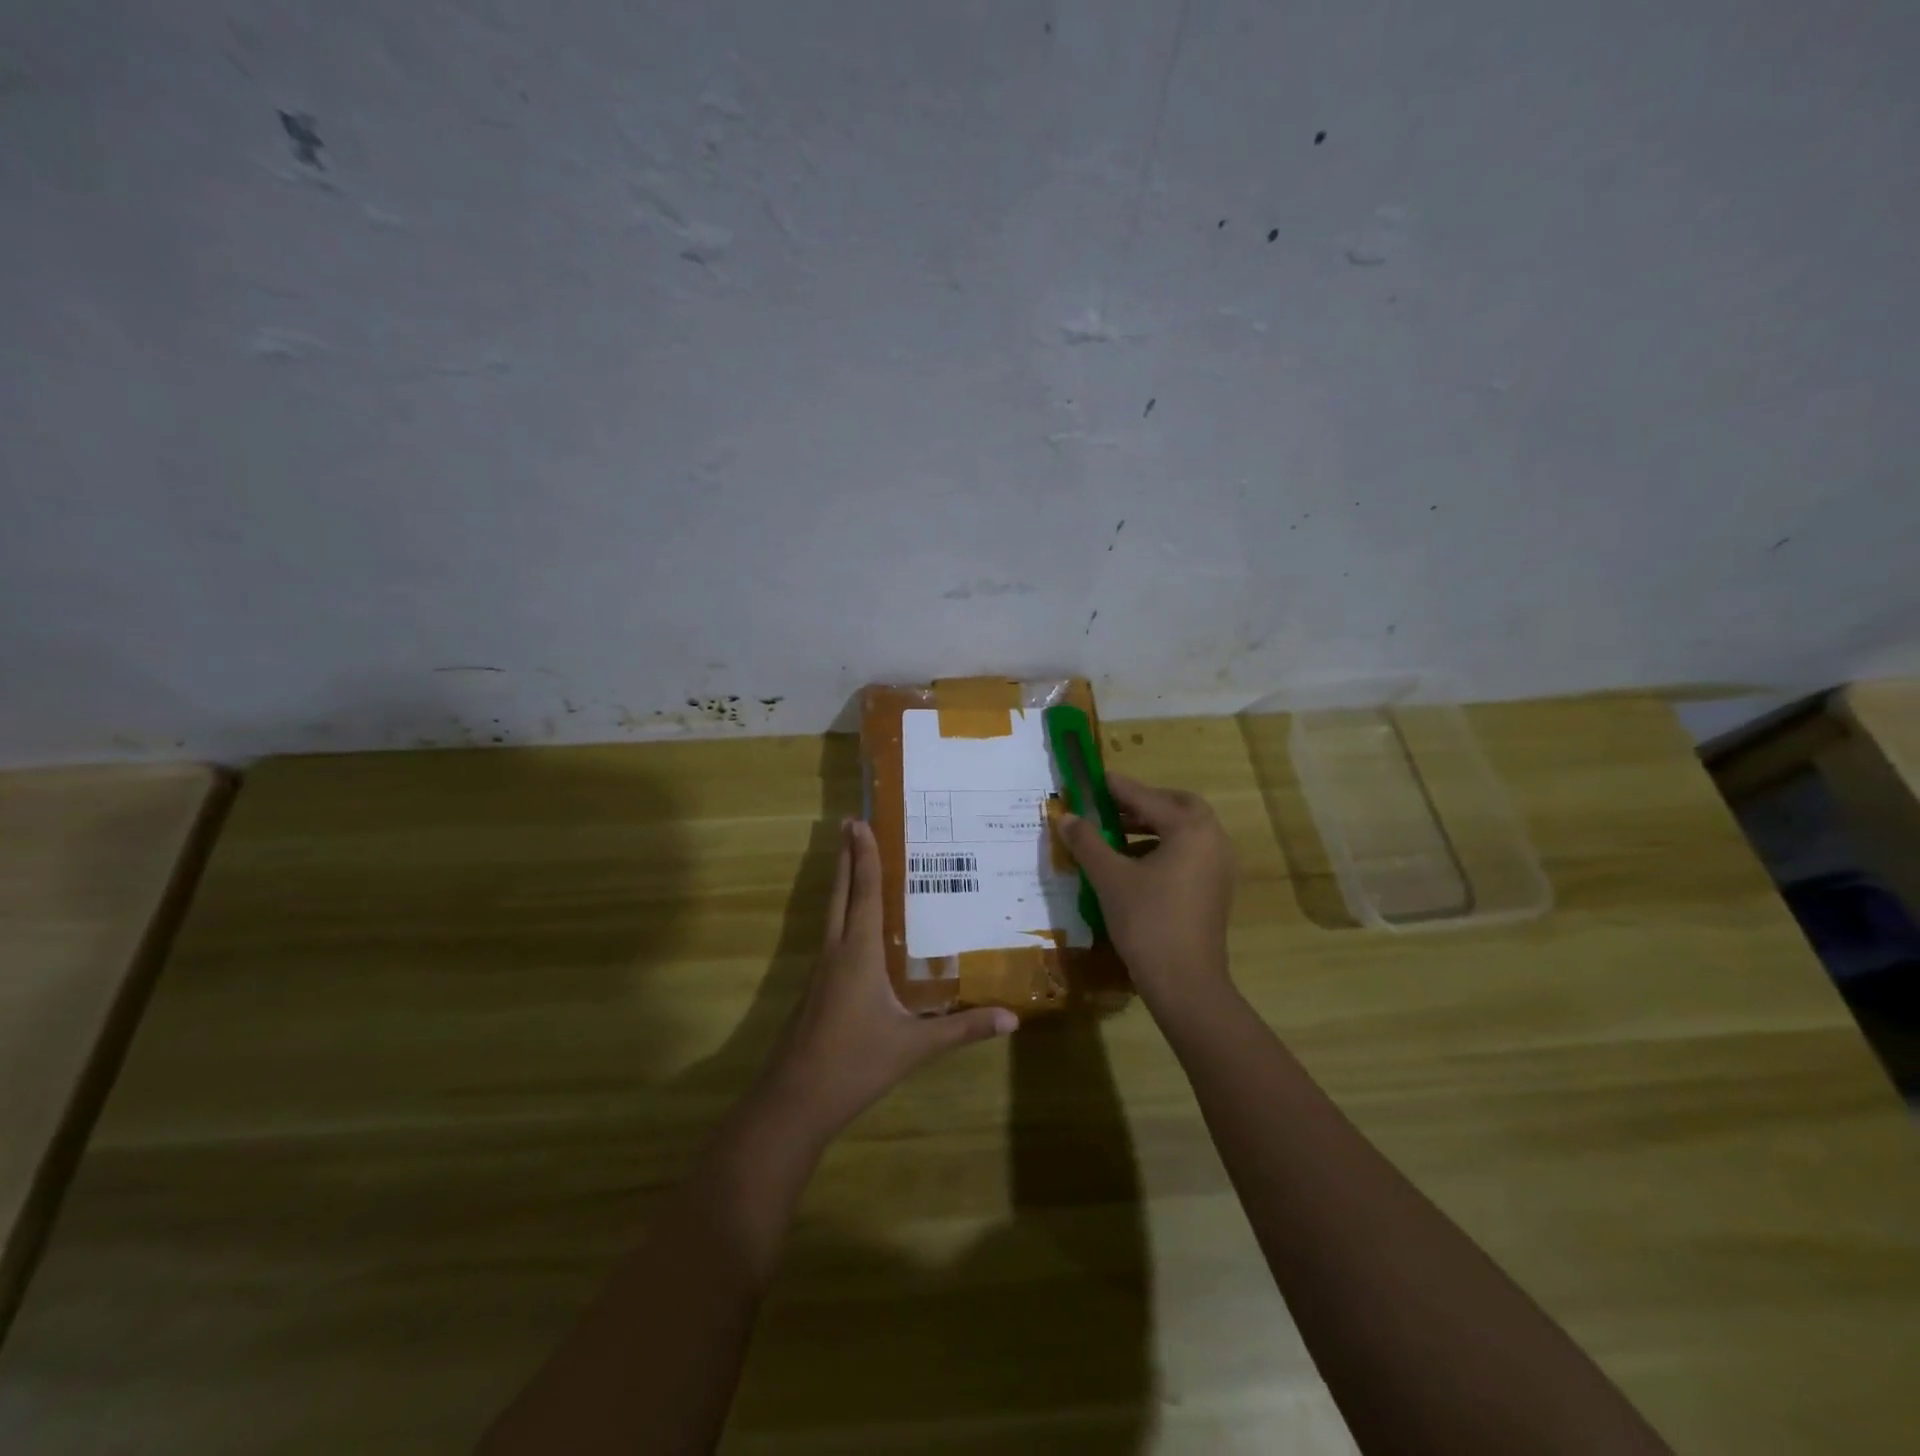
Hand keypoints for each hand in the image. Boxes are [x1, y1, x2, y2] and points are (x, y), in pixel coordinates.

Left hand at [757, 818, 1015, 1144]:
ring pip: (830, 912)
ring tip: (849, 858)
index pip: (864, 893)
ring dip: (840, 881)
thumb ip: (963, 1030)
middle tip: (849, 823)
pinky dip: (840, 912)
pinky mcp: (815, 989)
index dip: (863, 856)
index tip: (859, 822)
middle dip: (845, 856)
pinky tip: (851, 925)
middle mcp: (836, 952)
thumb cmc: (855, 1064)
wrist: (794, 1101)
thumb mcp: (915, 1047)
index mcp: (859, 954)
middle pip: (839, 893)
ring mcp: (821, 971)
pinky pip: (831, 935)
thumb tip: (1012, 1018)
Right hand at [1055, 774, 1236, 1010]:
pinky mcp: (1215, 889)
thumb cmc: (1147, 922)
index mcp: (1190, 829)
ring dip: (1153, 825)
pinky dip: (1164, 847)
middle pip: (1179, 806)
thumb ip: (1088, 842)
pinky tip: (1134, 864)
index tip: (1094, 779)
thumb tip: (1066, 817)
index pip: (1148, 797)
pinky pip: (1190, 852)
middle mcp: (1212, 840)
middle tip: (1112, 806)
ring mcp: (1218, 866)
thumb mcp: (1109, 878)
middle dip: (1145, 802)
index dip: (1117, 788)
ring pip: (1186, 830)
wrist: (1185, 983)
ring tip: (1116, 833)